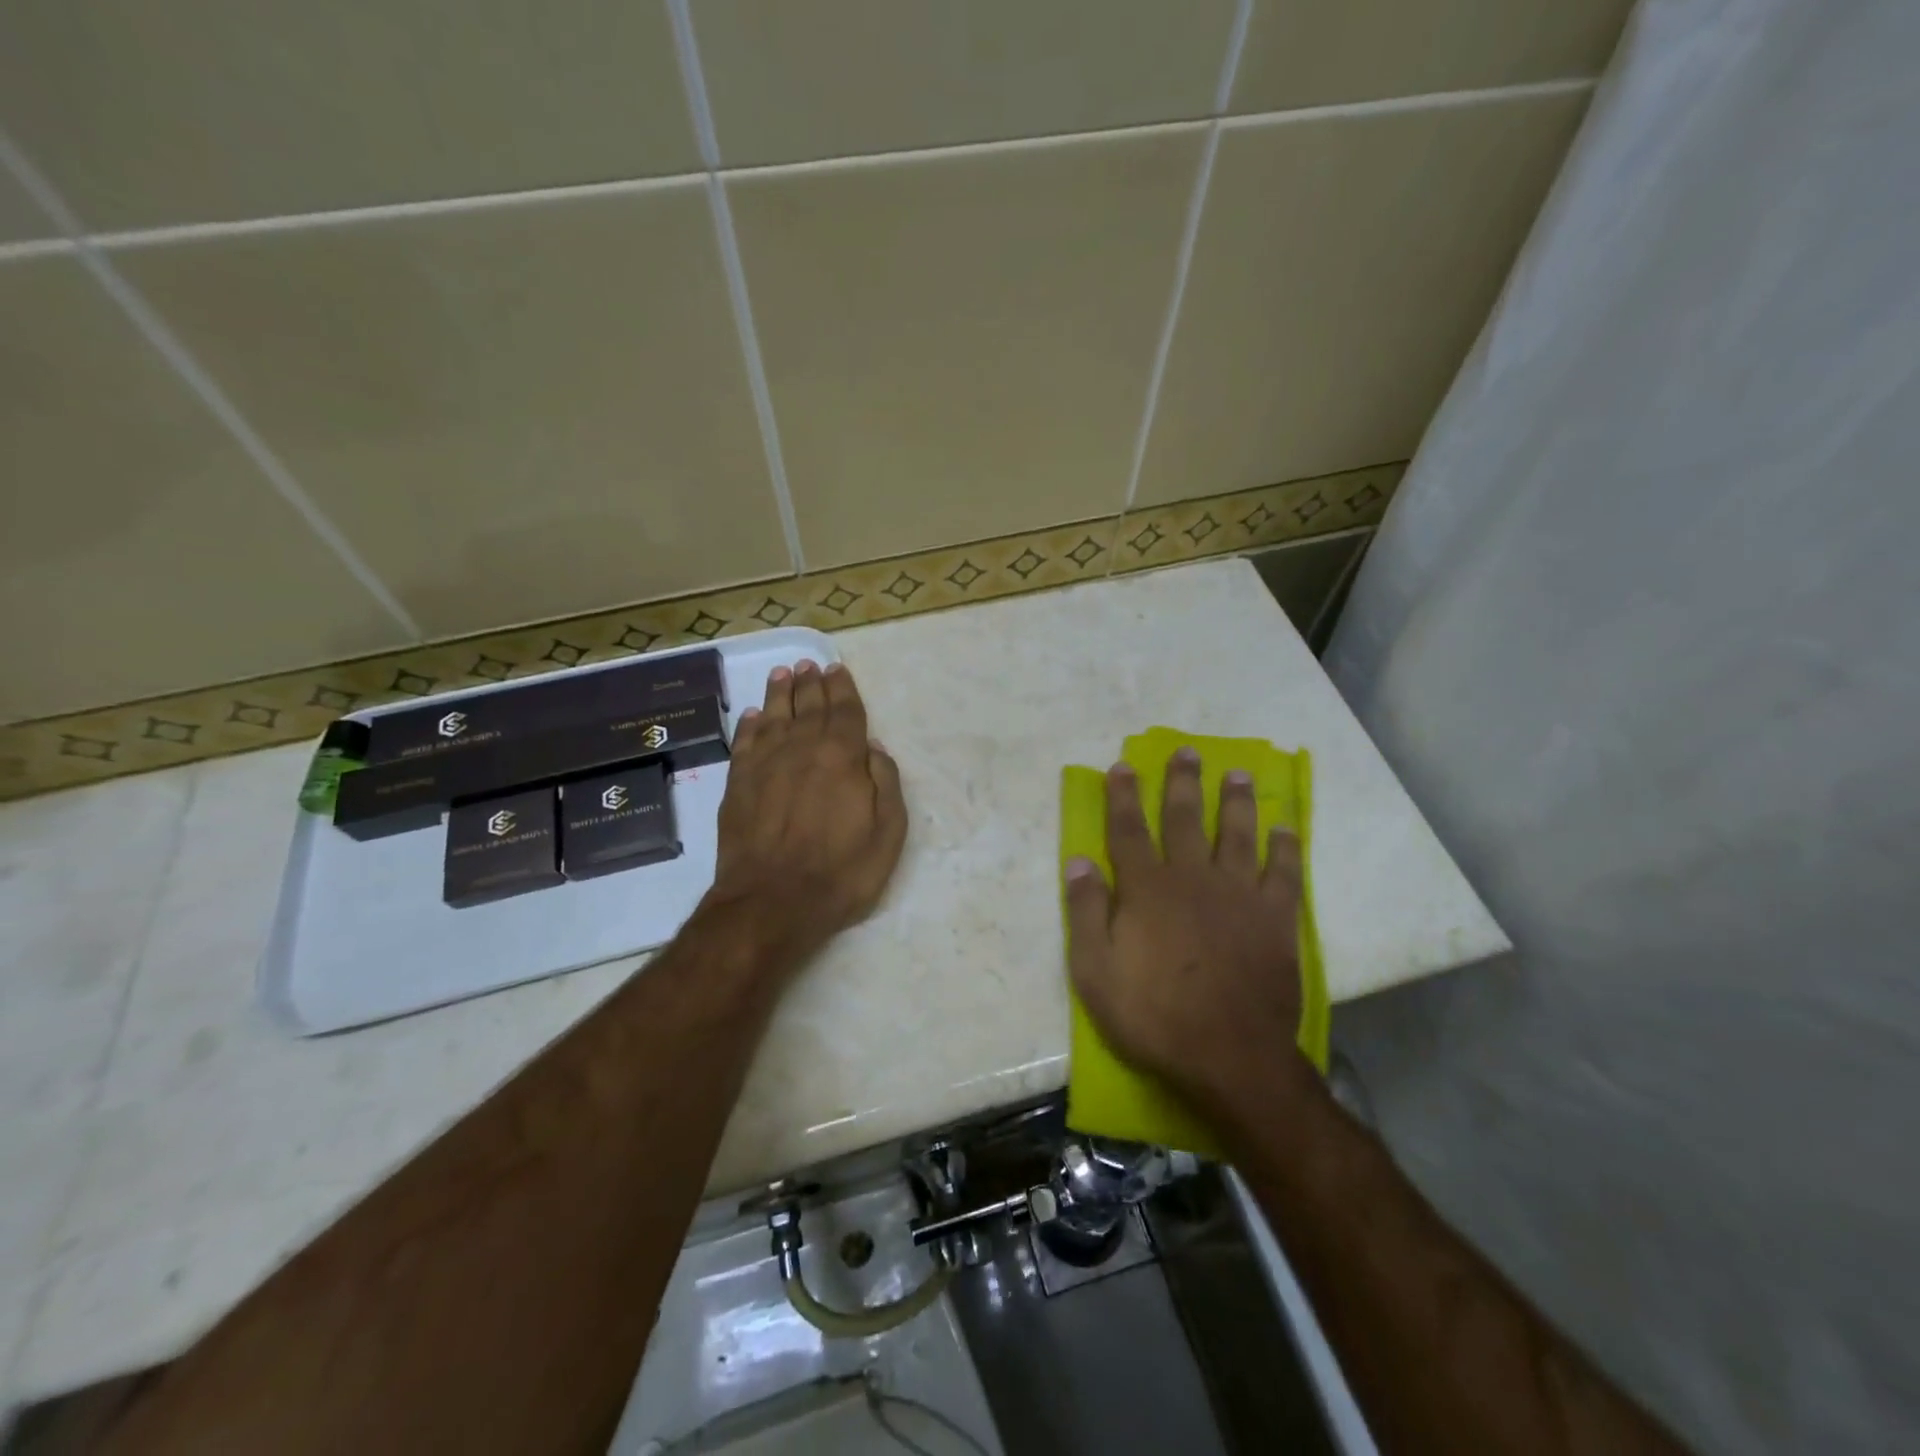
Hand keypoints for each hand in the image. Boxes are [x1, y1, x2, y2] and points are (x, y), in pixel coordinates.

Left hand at [705, 658, 906, 968]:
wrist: (771, 902)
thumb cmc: (841, 872)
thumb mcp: (888, 833)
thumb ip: (885, 783)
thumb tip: (873, 749)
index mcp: (842, 756)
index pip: (845, 711)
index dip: (843, 688)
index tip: (837, 670)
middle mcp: (802, 748)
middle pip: (808, 706)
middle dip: (812, 683)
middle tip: (810, 665)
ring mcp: (765, 763)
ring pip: (774, 715)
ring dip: (780, 692)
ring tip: (783, 674)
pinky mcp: (738, 783)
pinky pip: (745, 741)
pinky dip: (750, 724)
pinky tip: (754, 715)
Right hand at [1065, 748, 1317, 1125]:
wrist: (1229, 1056)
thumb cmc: (1153, 1015)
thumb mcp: (1094, 971)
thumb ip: (1085, 912)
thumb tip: (1079, 862)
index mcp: (1146, 888)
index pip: (1129, 829)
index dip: (1123, 796)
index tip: (1123, 766)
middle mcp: (1193, 878)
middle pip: (1186, 818)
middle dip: (1182, 783)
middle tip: (1187, 752)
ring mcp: (1239, 895)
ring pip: (1237, 834)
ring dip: (1236, 801)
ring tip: (1238, 774)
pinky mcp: (1276, 918)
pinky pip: (1283, 872)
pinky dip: (1285, 847)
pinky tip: (1284, 828)